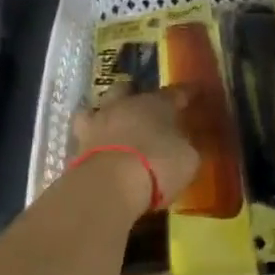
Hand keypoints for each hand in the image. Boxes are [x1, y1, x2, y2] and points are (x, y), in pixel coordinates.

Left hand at [71, 83, 199, 215]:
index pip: (177, 92)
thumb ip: (188, 146)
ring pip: (101, 104)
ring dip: (109, 111)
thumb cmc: (158, 166)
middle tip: (146, 107)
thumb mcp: (188, 159)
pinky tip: (97, 143)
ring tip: (115, 122)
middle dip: (137, 94)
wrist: (109, 185)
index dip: (189, 92)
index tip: (197, 92)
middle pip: (129, 89)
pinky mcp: (77, 143)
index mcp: (157, 103)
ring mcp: (98, 121)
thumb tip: (188, 142)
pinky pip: (85, 131)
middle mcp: (125, 104)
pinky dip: (92, 135)